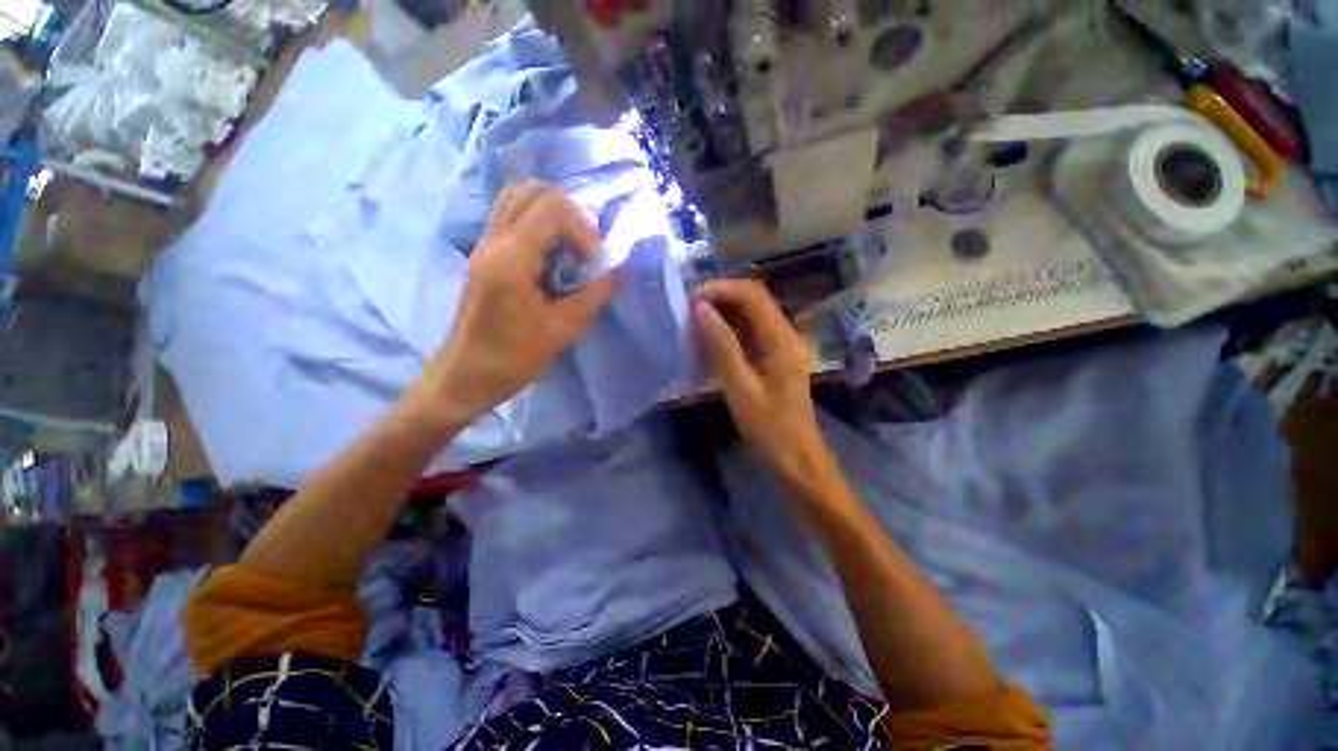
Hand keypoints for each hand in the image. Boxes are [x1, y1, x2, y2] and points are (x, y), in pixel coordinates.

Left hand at [420, 183, 614, 427]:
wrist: (466, 375)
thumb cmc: (514, 357)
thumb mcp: (563, 330)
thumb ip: (594, 295)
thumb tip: (618, 271)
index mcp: (512, 258)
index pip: (552, 207)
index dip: (583, 228)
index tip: (592, 262)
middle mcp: (493, 240)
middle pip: (531, 190)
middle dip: (569, 211)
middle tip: (585, 245)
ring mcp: (484, 245)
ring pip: (517, 199)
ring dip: (551, 213)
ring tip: (571, 246)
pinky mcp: (483, 255)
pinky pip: (511, 218)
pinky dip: (537, 223)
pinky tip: (552, 255)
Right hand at [693, 279, 833, 483]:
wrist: (796, 460)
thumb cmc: (770, 429)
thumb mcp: (740, 388)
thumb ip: (721, 346)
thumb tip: (700, 309)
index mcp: (782, 339)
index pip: (752, 296)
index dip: (721, 289)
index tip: (691, 299)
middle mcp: (786, 335)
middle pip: (754, 300)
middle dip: (721, 297)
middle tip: (689, 309)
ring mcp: (782, 347)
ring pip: (752, 316)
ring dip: (724, 312)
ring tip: (695, 320)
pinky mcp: (775, 359)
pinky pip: (751, 333)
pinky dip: (730, 330)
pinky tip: (711, 339)